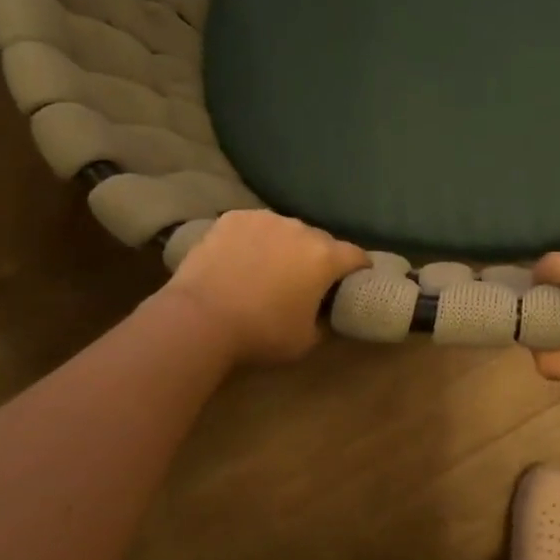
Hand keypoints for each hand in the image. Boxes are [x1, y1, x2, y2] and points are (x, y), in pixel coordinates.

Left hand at [161, 210, 368, 365]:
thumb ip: (324, 321)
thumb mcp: (306, 341)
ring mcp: (264, 219)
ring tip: (269, 267)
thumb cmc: (261, 333)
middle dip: (319, 257)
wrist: (200, 317)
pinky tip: (241, 258)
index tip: (355, 280)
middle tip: (306, 280)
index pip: (356, 256)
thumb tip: (325, 313)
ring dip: (286, 245)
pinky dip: (254, 239)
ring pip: (286, 230)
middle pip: (321, 240)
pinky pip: (254, 227)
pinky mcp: (232, 218)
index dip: (359, 268)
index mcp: (325, 257)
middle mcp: (300, 229)